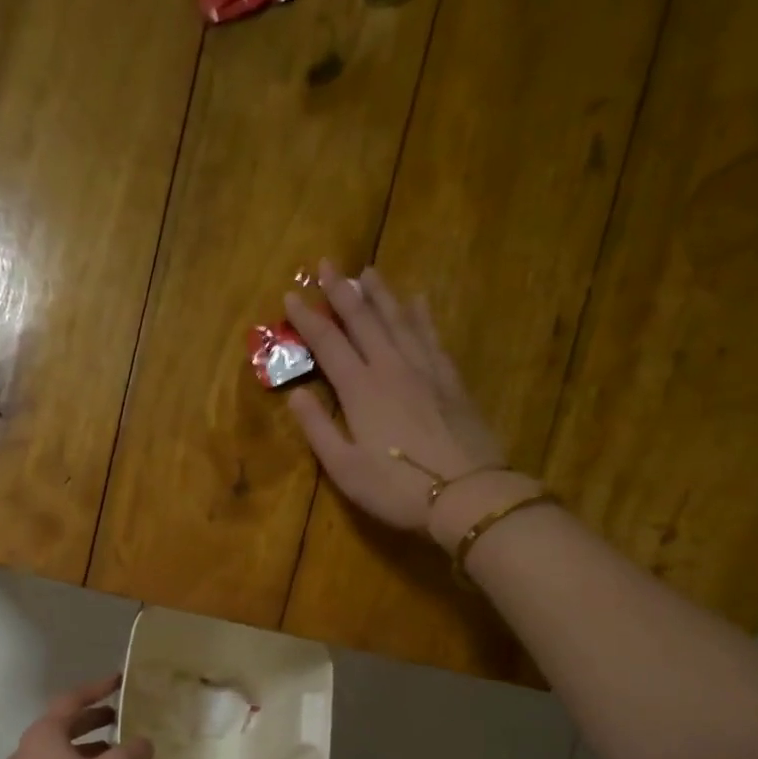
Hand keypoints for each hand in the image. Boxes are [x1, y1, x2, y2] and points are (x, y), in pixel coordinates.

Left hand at [0, 673, 153, 758]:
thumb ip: (135, 751)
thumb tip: (143, 744)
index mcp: (44, 733)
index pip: (73, 699)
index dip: (99, 688)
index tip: (120, 681)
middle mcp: (29, 749)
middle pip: (66, 725)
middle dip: (95, 719)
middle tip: (122, 717)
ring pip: (63, 752)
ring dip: (90, 748)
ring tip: (119, 752)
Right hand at [283, 261, 518, 535]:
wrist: (467, 494)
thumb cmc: (397, 488)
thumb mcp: (345, 469)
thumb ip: (318, 429)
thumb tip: (296, 394)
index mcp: (360, 389)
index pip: (328, 343)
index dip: (307, 319)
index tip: (290, 295)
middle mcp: (391, 367)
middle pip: (364, 320)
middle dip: (342, 291)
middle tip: (327, 263)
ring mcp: (425, 370)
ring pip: (399, 320)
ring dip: (381, 294)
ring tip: (368, 272)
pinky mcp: (451, 381)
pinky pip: (432, 336)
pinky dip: (422, 315)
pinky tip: (418, 301)